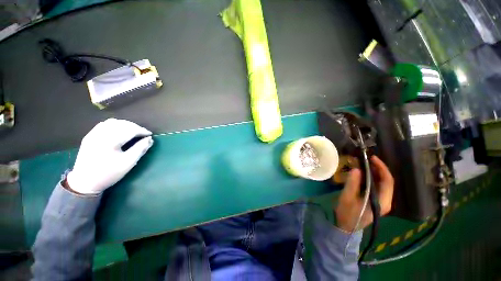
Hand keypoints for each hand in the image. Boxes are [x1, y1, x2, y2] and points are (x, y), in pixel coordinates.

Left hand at [66, 118, 153, 194]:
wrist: (85, 182)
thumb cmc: (109, 174)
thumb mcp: (128, 163)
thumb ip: (140, 149)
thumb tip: (150, 139)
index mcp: (110, 141)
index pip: (130, 130)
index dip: (142, 131)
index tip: (150, 135)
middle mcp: (101, 134)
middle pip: (122, 124)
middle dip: (135, 127)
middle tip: (143, 133)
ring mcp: (93, 134)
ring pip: (112, 122)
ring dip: (125, 125)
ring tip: (133, 131)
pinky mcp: (89, 136)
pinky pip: (104, 124)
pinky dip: (115, 125)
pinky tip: (119, 130)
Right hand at [334, 156, 393, 231]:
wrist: (346, 226)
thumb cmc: (347, 213)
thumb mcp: (347, 198)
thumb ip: (352, 183)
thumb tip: (357, 169)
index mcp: (382, 201)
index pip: (388, 181)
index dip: (382, 168)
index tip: (372, 158)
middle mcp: (385, 201)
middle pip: (387, 182)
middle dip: (379, 169)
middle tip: (367, 159)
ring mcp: (381, 202)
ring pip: (382, 184)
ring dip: (375, 173)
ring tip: (365, 163)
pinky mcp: (375, 201)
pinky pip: (377, 187)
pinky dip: (371, 178)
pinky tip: (363, 174)